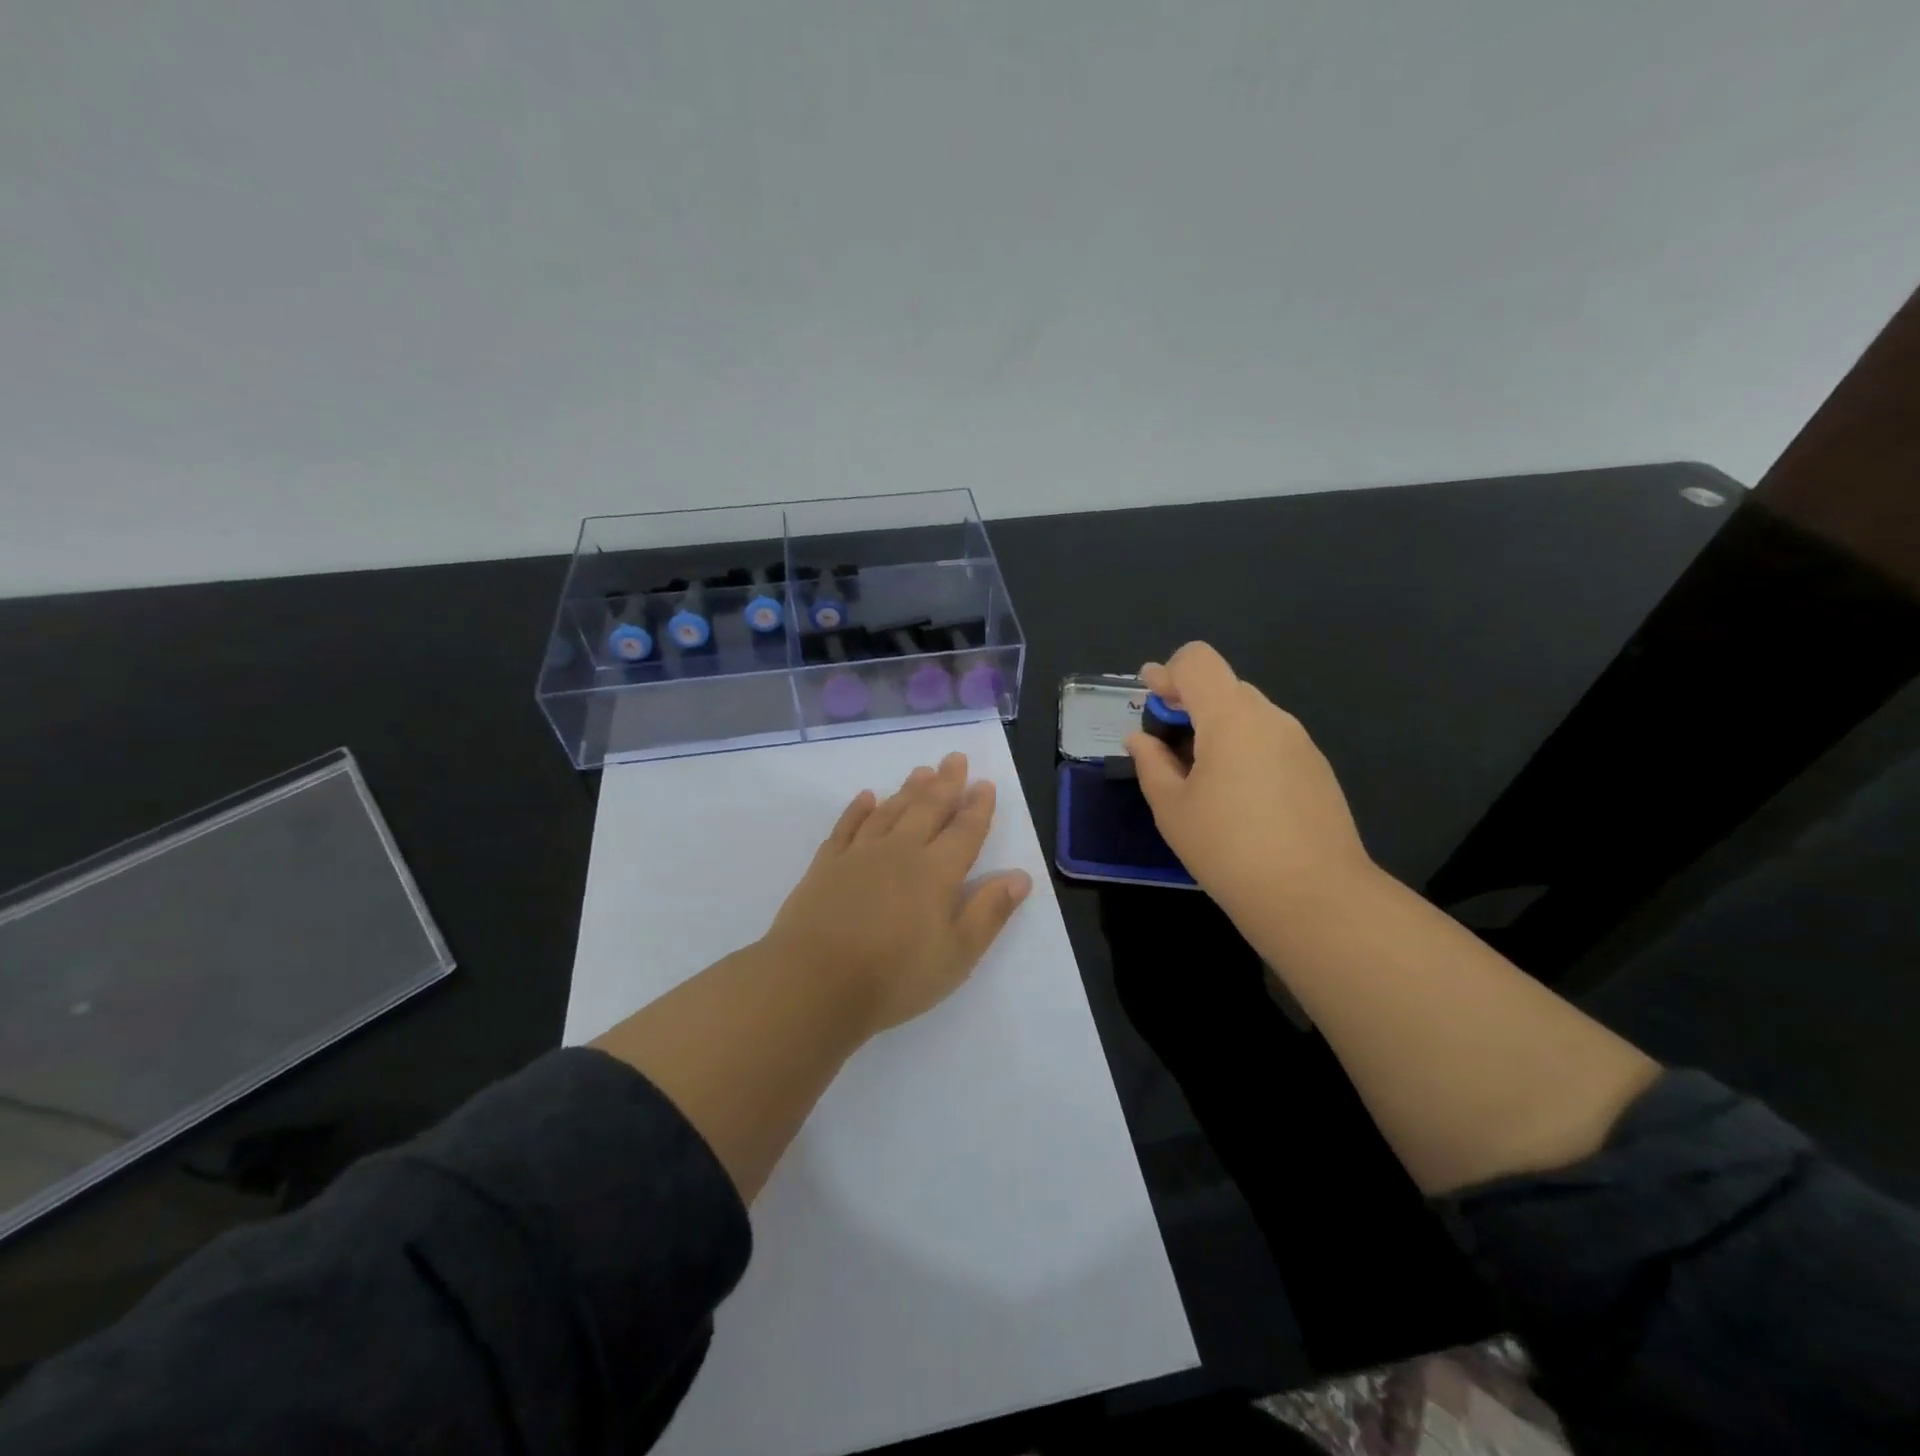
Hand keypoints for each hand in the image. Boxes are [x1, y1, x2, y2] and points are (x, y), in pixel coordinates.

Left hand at [762, 751, 1032, 1036]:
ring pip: (889, 811)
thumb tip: (1020, 877)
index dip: (978, 808)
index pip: (964, 832)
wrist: (814, 982)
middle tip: (955, 758)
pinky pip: (846, 826)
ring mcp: (859, 855)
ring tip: (921, 771)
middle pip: (927, 809)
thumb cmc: (894, 976)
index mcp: (935, 873)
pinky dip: (858, 809)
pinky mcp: (826, 865)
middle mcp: (900, 852)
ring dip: (908, 790)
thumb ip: (989, 912)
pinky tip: (866, 797)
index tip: (985, 783)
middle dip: (945, 783)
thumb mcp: (956, 955)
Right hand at [1126, 642, 1373, 916]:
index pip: (1197, 661)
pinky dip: (1244, 748)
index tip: (1149, 701)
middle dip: (1189, 703)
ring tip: (1200, 775)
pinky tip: (1237, 796)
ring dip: (1217, 728)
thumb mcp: (1172, 807)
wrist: (1313, 896)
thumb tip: (1140, 739)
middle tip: (1166, 743)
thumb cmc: (1228, 848)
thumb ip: (1151, 763)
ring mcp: (1300, 742)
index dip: (1167, 672)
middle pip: (1223, 686)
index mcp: (1231, 717)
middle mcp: (1270, 718)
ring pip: (1249, 714)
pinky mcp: (1317, 768)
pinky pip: (1271, 740)